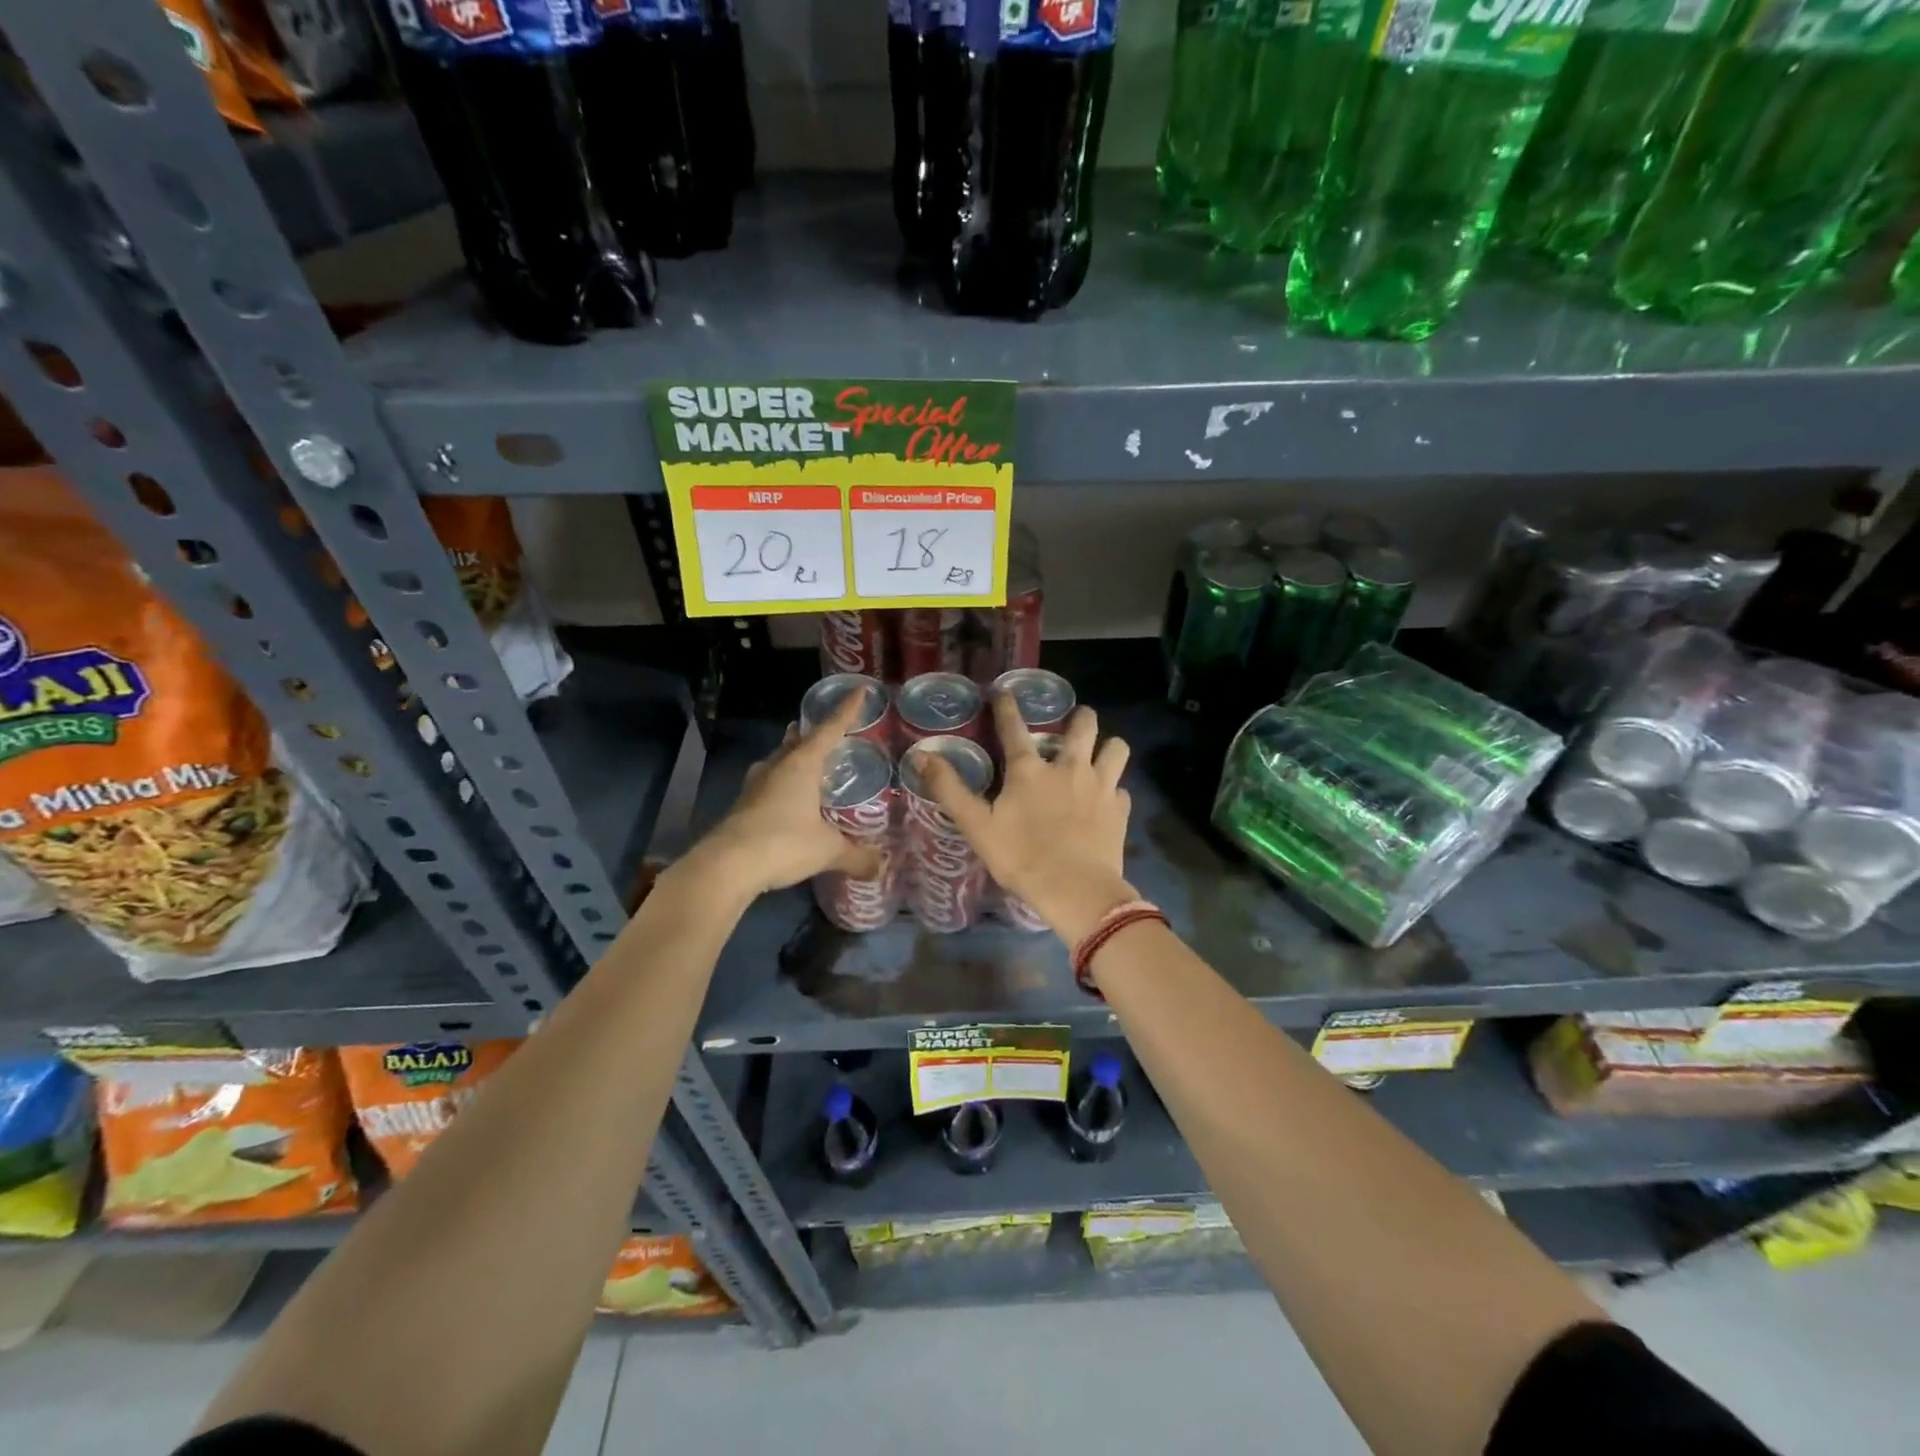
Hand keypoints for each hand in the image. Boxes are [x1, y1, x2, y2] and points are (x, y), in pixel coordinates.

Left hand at [696, 693, 881, 898]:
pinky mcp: (742, 805)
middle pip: (797, 741)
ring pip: (779, 761)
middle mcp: (777, 766)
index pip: (829, 729)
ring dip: (793, 759)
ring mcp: (755, 785)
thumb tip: (881, 866)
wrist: (726, 865)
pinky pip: (768, 785)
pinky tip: (788, 799)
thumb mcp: (827, 850)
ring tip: (806, 761)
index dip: (846, 711)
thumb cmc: (783, 843)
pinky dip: (782, 785)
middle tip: (826, 732)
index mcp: (802, 764)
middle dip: (812, 735)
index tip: (859, 691)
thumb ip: (856, 856)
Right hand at [916, 693, 1136, 942]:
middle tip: (1075, 720)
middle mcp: (1069, 768)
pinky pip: (1122, 788)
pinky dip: (1115, 789)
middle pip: (1083, 725)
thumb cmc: (1022, 857)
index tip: (1003, 692)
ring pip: (1116, 748)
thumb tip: (921, 756)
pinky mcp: (1120, 810)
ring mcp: (1100, 786)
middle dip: (1080, 716)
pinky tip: (1108, 800)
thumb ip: (950, 790)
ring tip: (1100, 753)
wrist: (1075, 890)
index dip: (1006, 707)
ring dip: (1108, 745)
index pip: (1014, 728)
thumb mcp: (977, 826)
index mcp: (1030, 770)